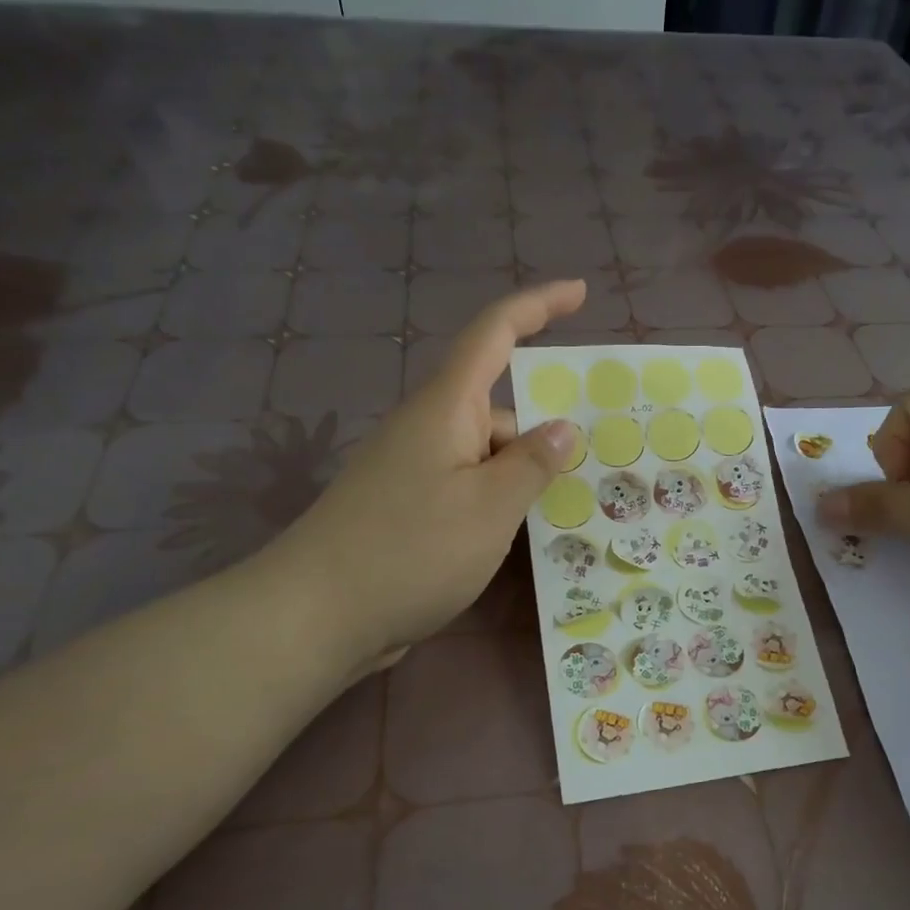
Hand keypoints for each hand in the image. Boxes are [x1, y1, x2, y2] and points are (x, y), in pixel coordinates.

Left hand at [265, 280, 584, 670]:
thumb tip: (562, 428)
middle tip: (593, 467)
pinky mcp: (407, 511)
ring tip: (566, 514)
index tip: (581, 293)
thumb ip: (532, 463)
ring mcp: (414, 472)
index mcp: (445, 408)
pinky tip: (520, 538)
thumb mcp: (490, 507)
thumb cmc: (411, 551)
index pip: (495, 333)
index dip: (538, 306)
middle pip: (497, 410)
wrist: (316, 616)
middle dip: (543, 433)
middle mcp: (427, 430)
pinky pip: (467, 490)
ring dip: (522, 477)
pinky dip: (498, 503)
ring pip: (484, 457)